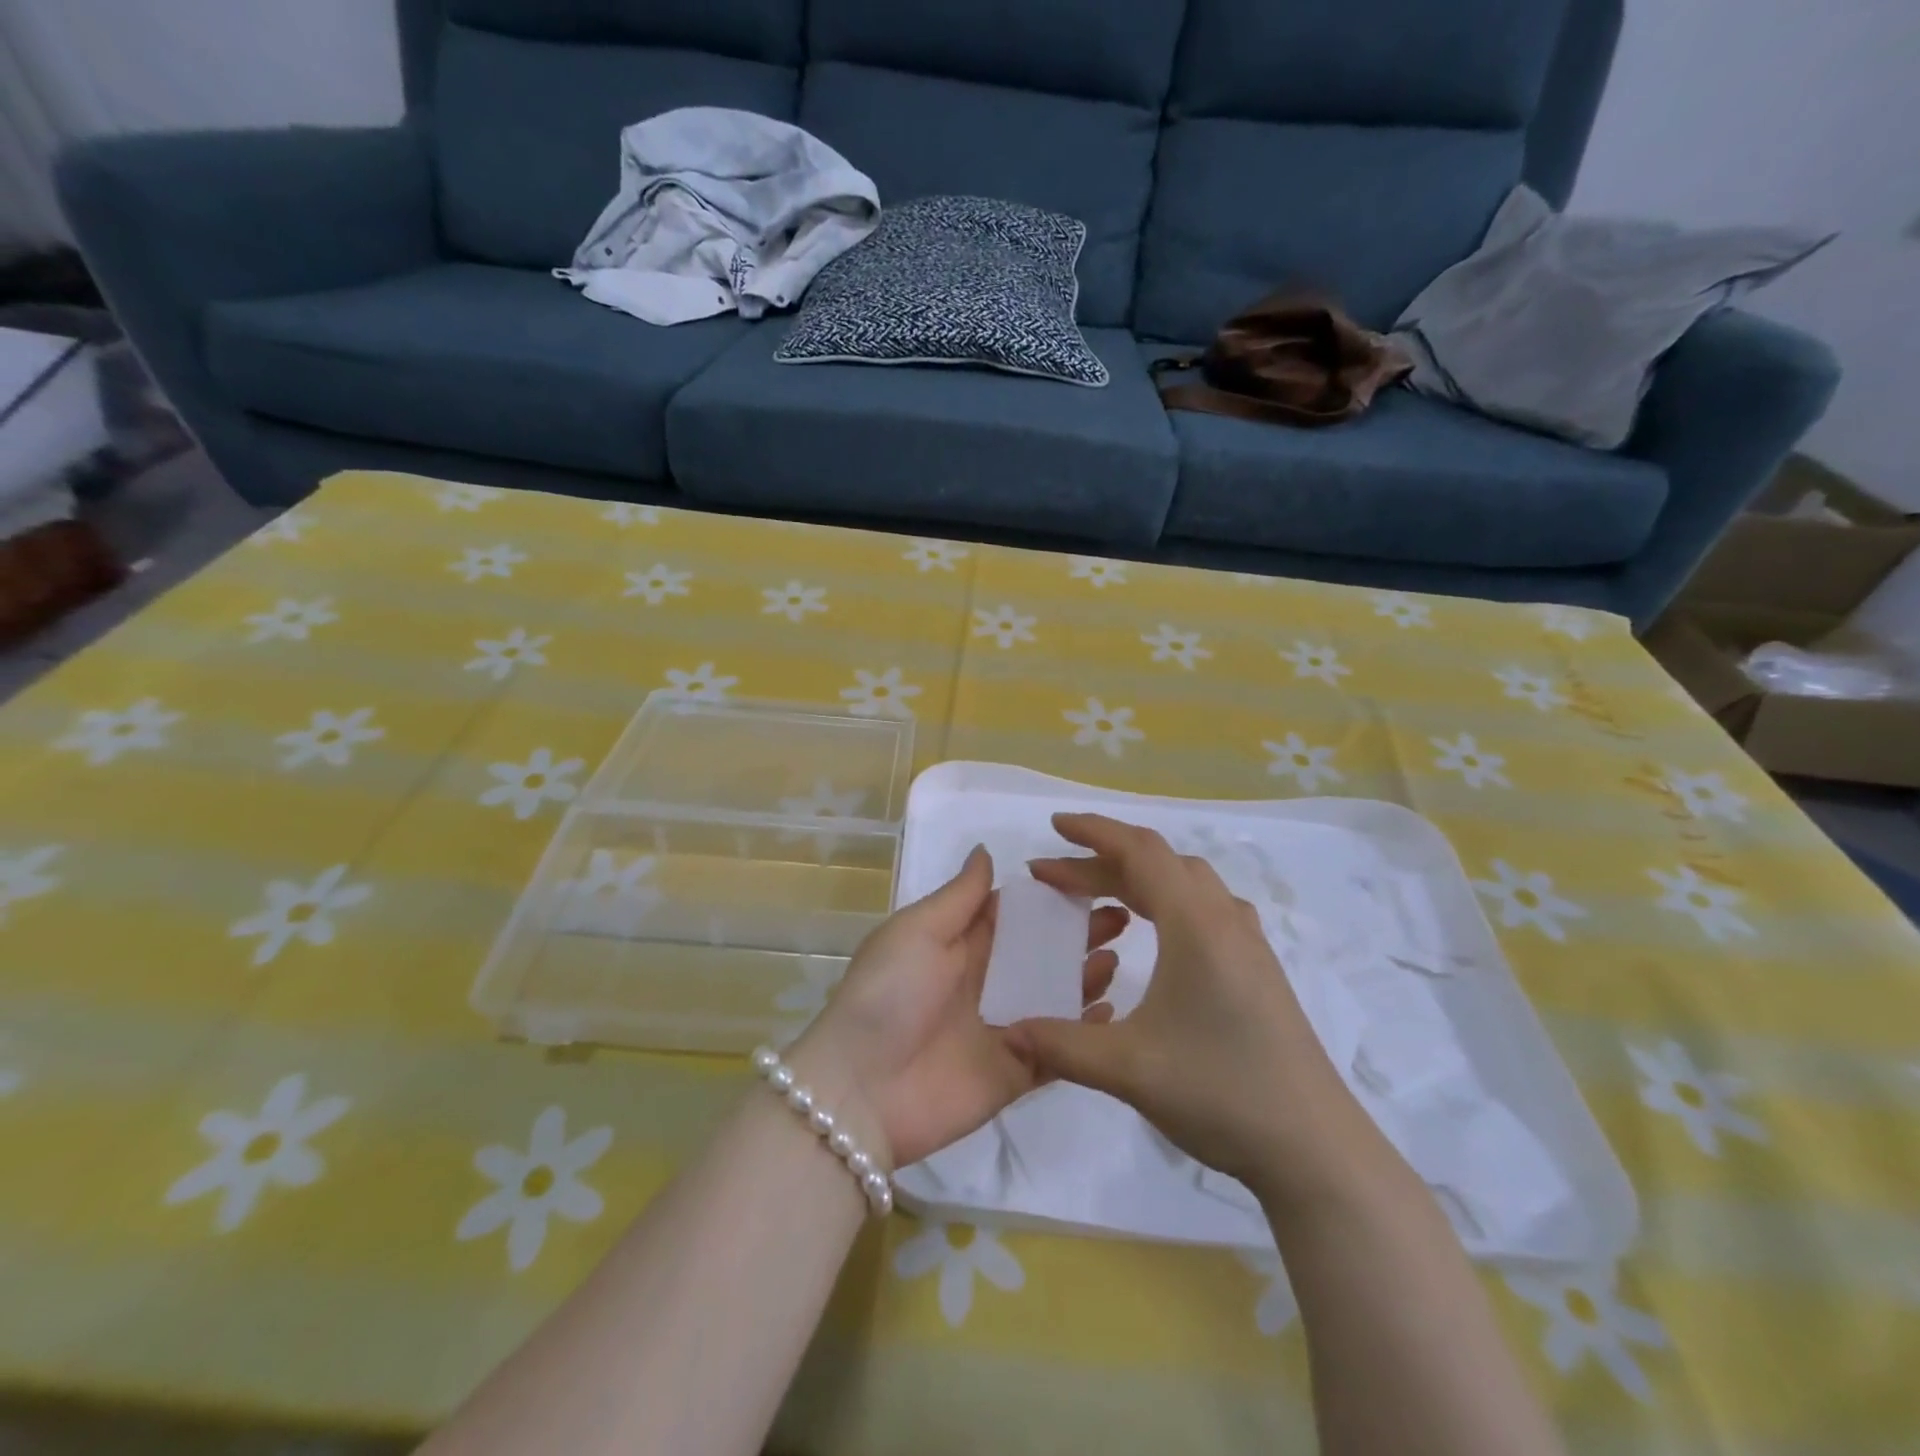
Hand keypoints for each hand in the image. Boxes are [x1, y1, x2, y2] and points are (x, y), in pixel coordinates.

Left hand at [791, 846, 1128, 1168]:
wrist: (861, 1090)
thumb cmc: (889, 993)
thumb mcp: (918, 930)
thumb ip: (960, 896)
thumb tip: (986, 851)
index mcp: (959, 945)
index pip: (1013, 914)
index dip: (1049, 898)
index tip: (1091, 879)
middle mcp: (985, 981)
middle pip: (1041, 953)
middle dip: (1077, 934)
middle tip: (1123, 916)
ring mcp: (1002, 1027)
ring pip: (1056, 997)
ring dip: (1085, 976)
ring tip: (1119, 956)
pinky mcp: (1015, 1072)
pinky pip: (1058, 1049)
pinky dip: (1083, 1033)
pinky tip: (1112, 1011)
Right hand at [1008, 814, 1391, 1207]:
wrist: (1315, 1148)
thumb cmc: (1220, 1092)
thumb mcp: (1129, 1069)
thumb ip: (1061, 1044)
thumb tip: (1008, 1030)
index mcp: (1195, 924)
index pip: (1139, 851)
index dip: (1093, 832)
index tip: (1053, 826)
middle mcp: (1224, 919)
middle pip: (1158, 863)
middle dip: (1101, 860)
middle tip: (1054, 877)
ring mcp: (1248, 942)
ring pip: (1186, 883)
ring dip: (1137, 879)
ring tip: (1098, 900)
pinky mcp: (1258, 968)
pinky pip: (1205, 907)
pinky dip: (1167, 900)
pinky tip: (1156, 934)